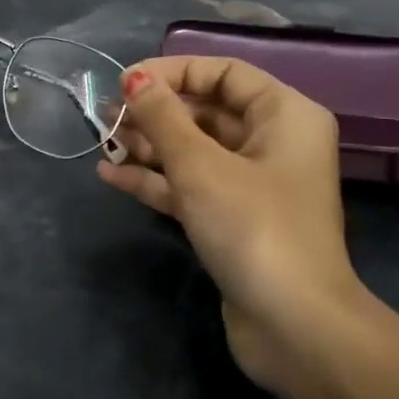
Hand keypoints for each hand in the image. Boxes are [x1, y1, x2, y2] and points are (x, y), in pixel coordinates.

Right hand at [97, 56, 372, 390]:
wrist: (295, 327)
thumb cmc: (253, 227)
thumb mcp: (200, 165)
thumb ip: (162, 117)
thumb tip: (134, 79)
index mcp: (284, 116)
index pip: (224, 73)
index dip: (174, 71)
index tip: (126, 82)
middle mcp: (273, 143)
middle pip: (206, 111)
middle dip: (155, 112)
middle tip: (106, 115)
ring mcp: (252, 185)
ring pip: (194, 150)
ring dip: (149, 145)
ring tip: (103, 140)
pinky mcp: (233, 221)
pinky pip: (190, 186)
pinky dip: (155, 180)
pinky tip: (111, 175)